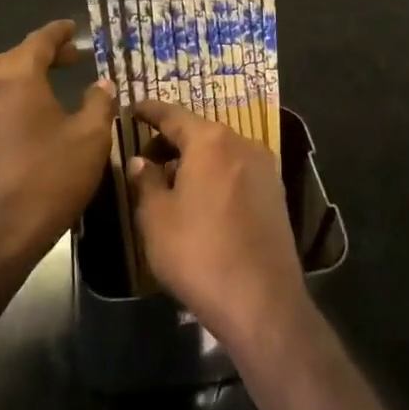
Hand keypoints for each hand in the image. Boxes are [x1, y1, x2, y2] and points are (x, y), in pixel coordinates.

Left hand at [0, 19, 116, 287]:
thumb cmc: (47, 181)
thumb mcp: (90, 139)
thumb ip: (98, 102)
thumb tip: (102, 82)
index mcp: (16, 76)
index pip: (39, 40)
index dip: (59, 33)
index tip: (73, 28)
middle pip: (14, 55)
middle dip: (43, 52)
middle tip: (70, 57)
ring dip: (17, 70)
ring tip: (43, 80)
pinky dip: (4, 91)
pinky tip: (27, 114)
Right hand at [128, 99, 308, 350]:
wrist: (262, 301)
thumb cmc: (199, 253)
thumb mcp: (157, 218)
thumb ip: (146, 181)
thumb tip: (140, 161)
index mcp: (210, 141)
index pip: (173, 114)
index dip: (149, 111)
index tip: (133, 109)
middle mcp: (241, 143)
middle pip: (199, 132)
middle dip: (171, 141)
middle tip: (145, 158)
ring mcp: (264, 167)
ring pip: (220, 152)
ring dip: (195, 160)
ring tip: (171, 182)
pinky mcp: (276, 193)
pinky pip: (237, 170)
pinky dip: (216, 174)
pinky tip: (201, 200)